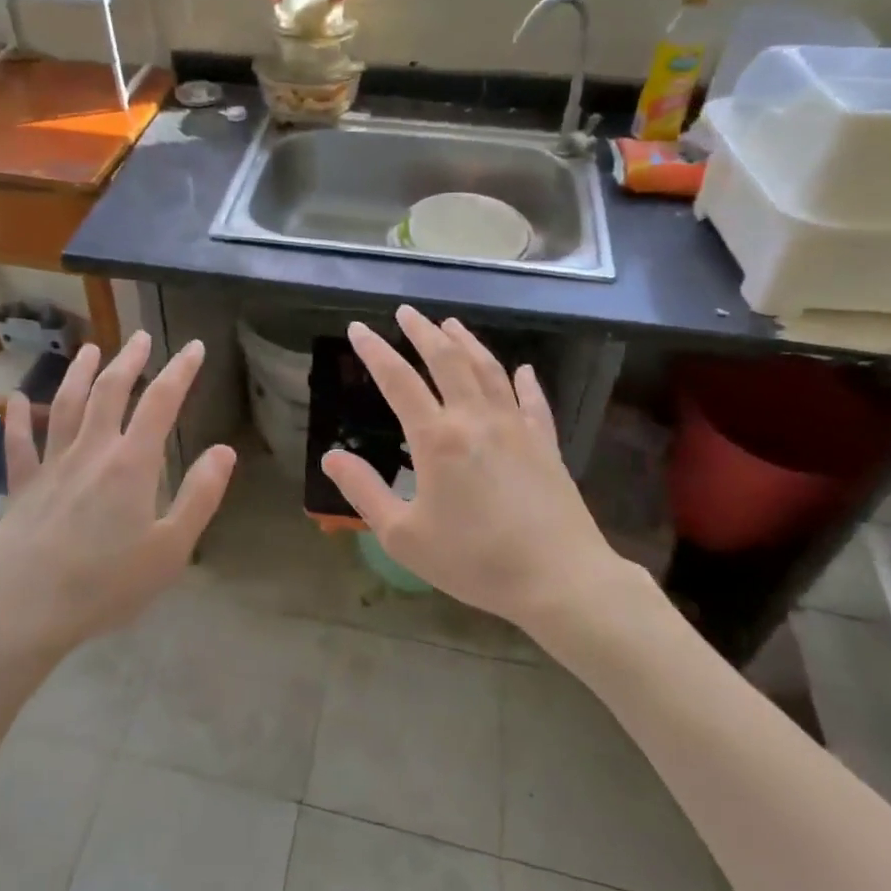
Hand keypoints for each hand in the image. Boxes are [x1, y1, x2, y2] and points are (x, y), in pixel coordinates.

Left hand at [0, 332, 235, 667]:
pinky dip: (16, 420)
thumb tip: (224, 450)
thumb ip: (200, 496)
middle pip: (111, 392)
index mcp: (131, 464)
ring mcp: (52, 466)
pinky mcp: (23, 488)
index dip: (180, 370)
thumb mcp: (170, 549)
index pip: (161, 402)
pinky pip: (18, 446)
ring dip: (79, 374)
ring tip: (91, 349)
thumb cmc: (107, 584)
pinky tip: (13, 400)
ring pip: (66, 406)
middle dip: (129, 361)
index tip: (195, 347)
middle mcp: (91, 451)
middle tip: (141, 338)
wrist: (27, 611)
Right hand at [322, 307, 620, 630]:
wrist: (559, 579)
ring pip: (488, 370)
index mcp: (437, 438)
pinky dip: (524, 381)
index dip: (374, 351)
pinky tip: (522, 369)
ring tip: (450, 324)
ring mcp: (516, 427)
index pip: (398, 381)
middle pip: (446, 360)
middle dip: (421, 332)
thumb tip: (331, 456)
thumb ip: (365, 492)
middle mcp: (475, 419)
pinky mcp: (546, 443)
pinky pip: (533, 401)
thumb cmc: (474, 561)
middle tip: (405, 312)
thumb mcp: (404, 537)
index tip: (358, 329)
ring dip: (466, 342)